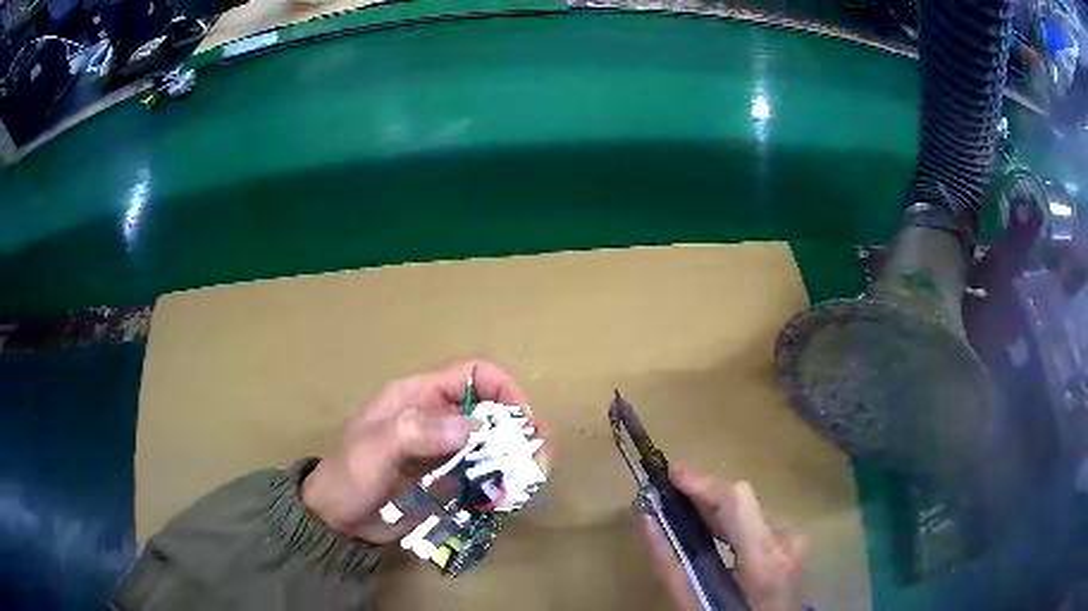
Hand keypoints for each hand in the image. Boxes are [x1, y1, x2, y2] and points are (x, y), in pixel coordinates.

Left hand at [301, 360, 544, 543]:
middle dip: (521, 428)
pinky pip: (486, 475)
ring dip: (517, 458)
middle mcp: (439, 419)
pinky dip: (503, 483)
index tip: (523, 420)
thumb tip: (473, 428)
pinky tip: (510, 497)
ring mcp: (447, 452)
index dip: (504, 389)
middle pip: (492, 410)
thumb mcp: (375, 449)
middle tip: (540, 456)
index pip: (474, 375)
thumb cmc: (350, 476)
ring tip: (531, 479)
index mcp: (420, 396)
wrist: (340, 519)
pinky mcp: (451, 480)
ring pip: (494, 445)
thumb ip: (416, 432)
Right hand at [642, 467, 805, 610]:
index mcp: (765, 561)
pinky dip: (730, 519)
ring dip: (715, 507)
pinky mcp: (794, 539)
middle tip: (667, 497)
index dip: (703, 482)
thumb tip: (648, 521)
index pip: (738, 501)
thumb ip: (671, 566)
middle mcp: (787, 539)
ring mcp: (795, 537)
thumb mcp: (694, 605)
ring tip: (682, 510)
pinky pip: (757, 518)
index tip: (668, 474)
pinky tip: (710, 528)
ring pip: (749, 506)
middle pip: (742, 499)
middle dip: (703, 495)